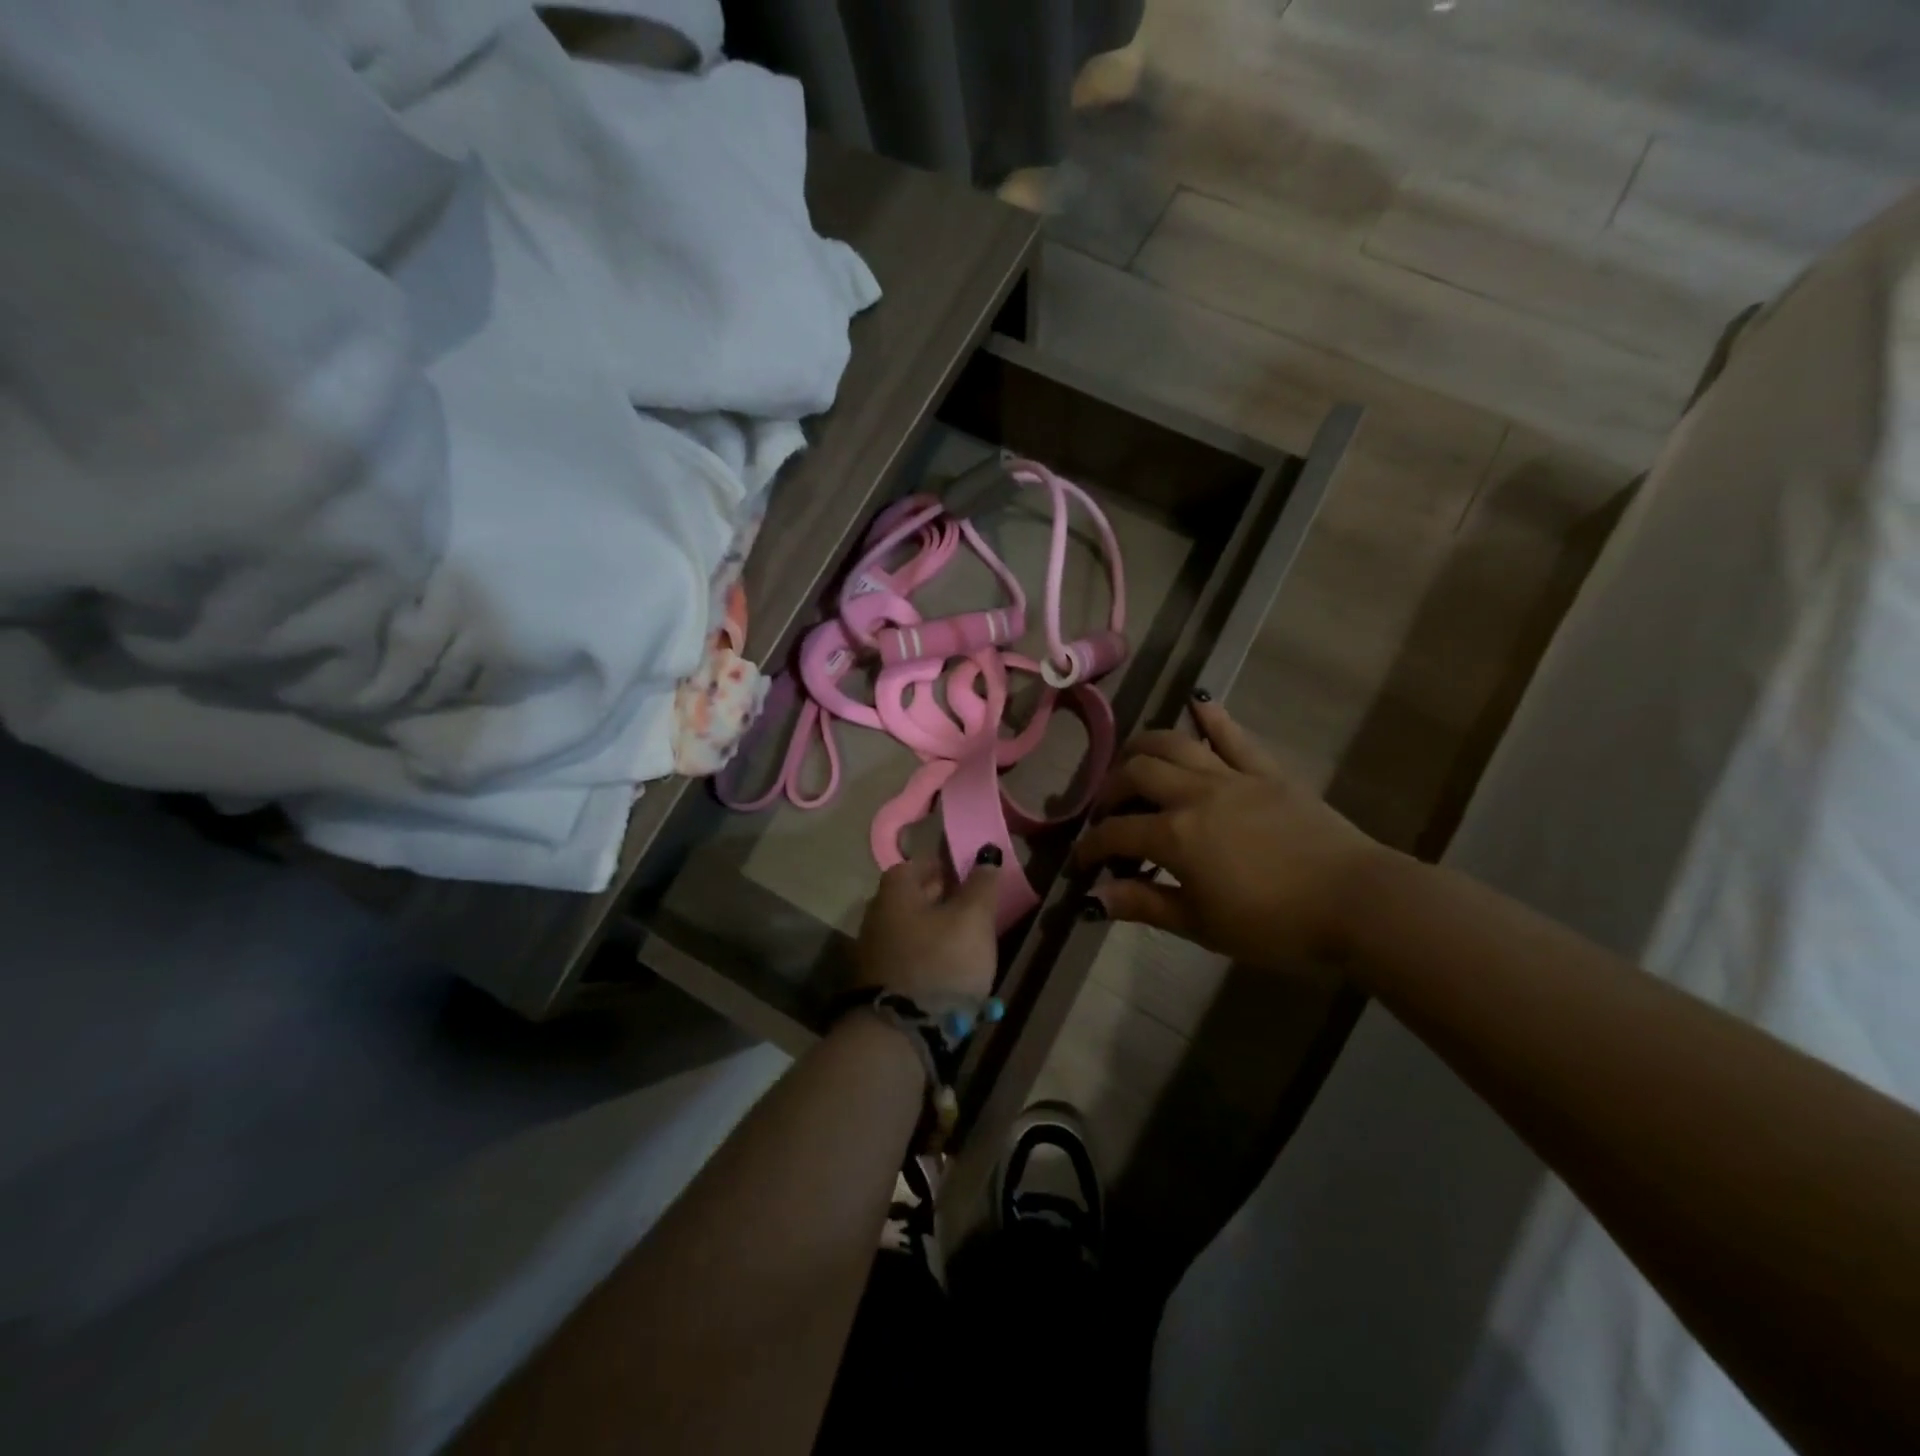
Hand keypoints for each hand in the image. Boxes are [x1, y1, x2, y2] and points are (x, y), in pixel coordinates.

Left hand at [851, 848, 1002, 1000]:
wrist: (900, 1034)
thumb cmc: (941, 962)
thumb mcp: (973, 919)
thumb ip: (981, 884)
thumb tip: (986, 854)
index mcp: (894, 891)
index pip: (918, 864)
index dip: (945, 866)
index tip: (971, 876)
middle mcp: (876, 915)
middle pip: (913, 897)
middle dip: (943, 898)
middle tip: (976, 907)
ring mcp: (873, 952)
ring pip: (911, 929)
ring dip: (936, 931)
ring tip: (968, 941)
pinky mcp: (878, 983)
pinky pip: (909, 958)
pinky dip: (928, 958)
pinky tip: (950, 970)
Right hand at [1071, 698, 1384, 968]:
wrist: (1357, 903)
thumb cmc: (1275, 925)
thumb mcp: (1201, 925)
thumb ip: (1145, 905)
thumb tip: (1092, 899)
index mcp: (1174, 835)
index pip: (1116, 833)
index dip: (1091, 846)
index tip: (1081, 862)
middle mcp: (1195, 795)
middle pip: (1137, 773)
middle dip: (1111, 790)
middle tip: (1108, 812)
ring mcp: (1233, 777)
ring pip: (1175, 744)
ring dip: (1144, 746)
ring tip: (1133, 760)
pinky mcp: (1267, 772)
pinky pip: (1234, 736)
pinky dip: (1212, 718)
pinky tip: (1197, 705)